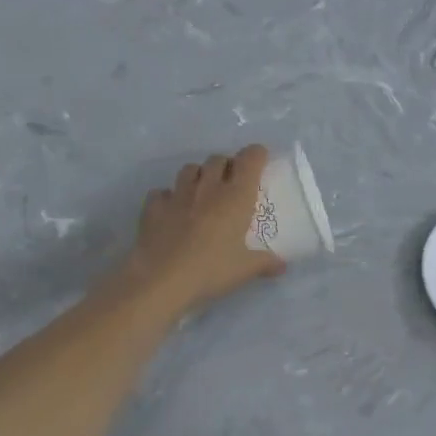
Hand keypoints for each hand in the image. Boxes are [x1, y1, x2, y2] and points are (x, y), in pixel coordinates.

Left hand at [117, 147, 284, 314]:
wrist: (161, 280)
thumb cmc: (210, 270)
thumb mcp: (244, 270)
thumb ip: (265, 263)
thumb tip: (282, 265)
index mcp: (235, 197)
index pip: (250, 159)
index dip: (256, 155)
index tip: (260, 161)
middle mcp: (207, 188)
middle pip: (218, 159)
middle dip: (226, 166)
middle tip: (230, 184)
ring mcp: (177, 194)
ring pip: (189, 169)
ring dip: (198, 175)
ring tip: (202, 192)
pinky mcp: (153, 206)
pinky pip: (162, 192)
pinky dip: (168, 197)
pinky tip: (171, 211)